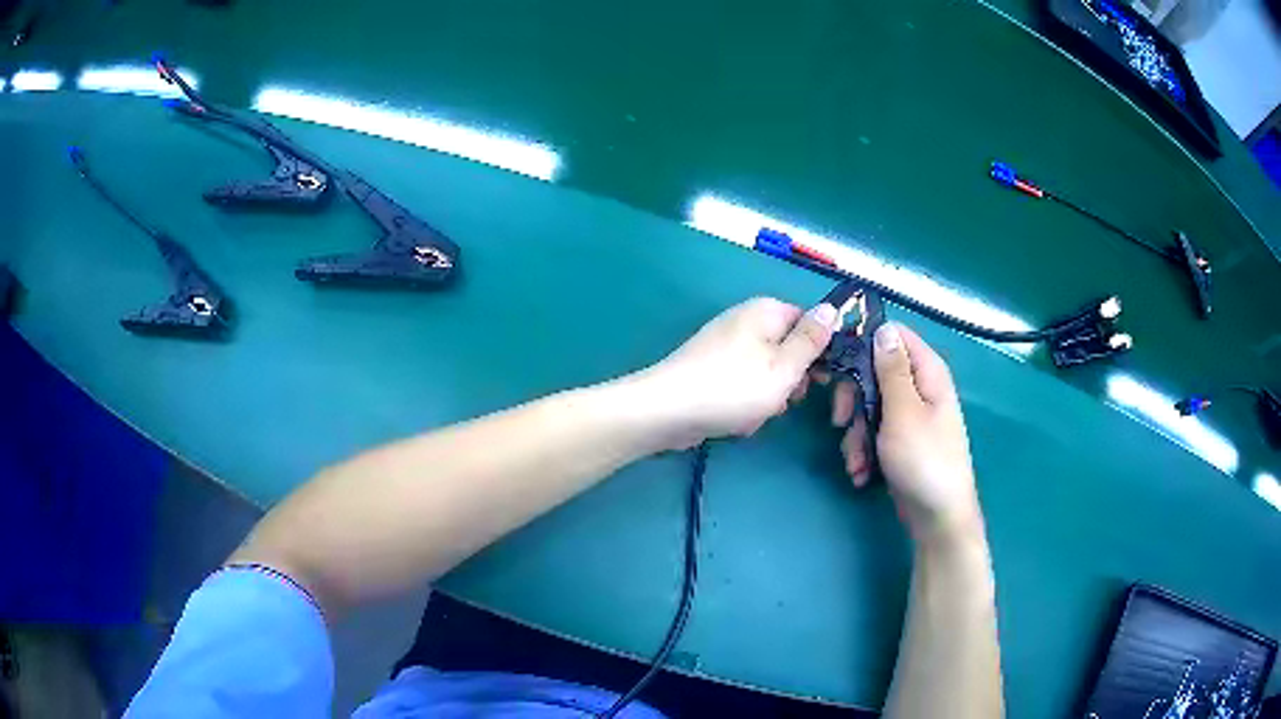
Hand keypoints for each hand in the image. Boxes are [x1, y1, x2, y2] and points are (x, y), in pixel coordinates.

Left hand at [638, 297, 837, 448]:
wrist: (666, 411)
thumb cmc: (733, 388)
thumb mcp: (784, 367)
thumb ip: (812, 340)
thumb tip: (833, 308)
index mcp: (767, 310)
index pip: (810, 323)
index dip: (821, 352)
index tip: (822, 381)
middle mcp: (746, 320)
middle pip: (788, 349)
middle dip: (790, 380)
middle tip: (783, 399)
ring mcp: (726, 345)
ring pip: (768, 373)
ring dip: (768, 398)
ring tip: (753, 414)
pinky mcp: (711, 369)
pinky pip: (743, 385)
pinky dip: (745, 404)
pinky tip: (735, 421)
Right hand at [834, 323, 982, 543]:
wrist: (937, 518)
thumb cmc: (924, 461)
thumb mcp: (903, 411)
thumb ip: (891, 369)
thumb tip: (883, 328)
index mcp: (927, 372)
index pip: (893, 335)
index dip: (863, 344)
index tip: (836, 364)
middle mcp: (919, 388)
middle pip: (874, 373)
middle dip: (853, 400)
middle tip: (841, 421)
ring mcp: (909, 417)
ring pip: (869, 407)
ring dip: (855, 435)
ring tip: (857, 462)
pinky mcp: (899, 441)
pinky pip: (873, 433)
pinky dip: (863, 451)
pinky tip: (862, 473)